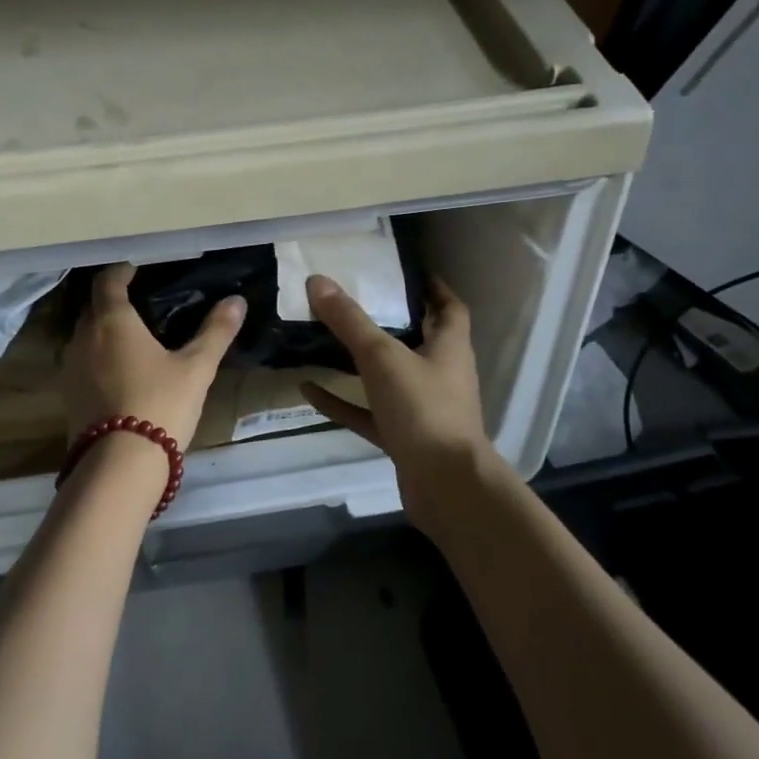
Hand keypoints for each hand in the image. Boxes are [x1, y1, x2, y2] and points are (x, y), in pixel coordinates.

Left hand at [62, 263, 245, 451]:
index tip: (137, 270)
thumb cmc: (160, 404)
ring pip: (85, 336)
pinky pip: (82, 362)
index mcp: (112, 320)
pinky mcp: (67, 395)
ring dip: (103, 332)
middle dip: (113, 302)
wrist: (118, 466)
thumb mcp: (196, 368)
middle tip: (142, 305)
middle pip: (94, 307)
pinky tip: (120, 373)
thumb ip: (215, 332)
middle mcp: (83, 336)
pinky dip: (98, 358)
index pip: (108, 280)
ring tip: (133, 339)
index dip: (121, 271)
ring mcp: (70, 367)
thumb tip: (237, 301)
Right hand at [299, 275, 513, 533]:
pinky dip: (342, 401)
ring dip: (360, 362)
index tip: (407, 272)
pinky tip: (309, 389)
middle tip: (353, 300)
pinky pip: (367, 412)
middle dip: (389, 321)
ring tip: (324, 340)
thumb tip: (318, 280)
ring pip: (389, 377)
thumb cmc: (423, 409)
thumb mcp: (382, 357)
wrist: (445, 486)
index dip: (433, 288)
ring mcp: (422, 409)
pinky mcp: (404, 438)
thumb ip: (350, 320)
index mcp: (449, 348)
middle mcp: (440, 375)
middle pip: (418, 340)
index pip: (449, 308)